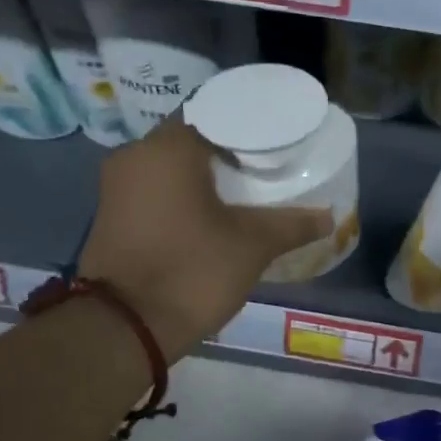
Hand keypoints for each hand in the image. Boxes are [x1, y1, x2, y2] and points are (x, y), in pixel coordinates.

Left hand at [76, 119, 331, 358]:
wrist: (125, 327)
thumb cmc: (192, 271)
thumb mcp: (252, 246)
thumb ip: (292, 224)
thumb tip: (329, 218)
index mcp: (167, 149)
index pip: (213, 113)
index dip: (247, 127)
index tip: (274, 142)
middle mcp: (135, 156)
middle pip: (190, 140)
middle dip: (227, 153)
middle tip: (265, 167)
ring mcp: (117, 187)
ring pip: (170, 167)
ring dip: (203, 176)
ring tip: (244, 192)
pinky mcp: (111, 215)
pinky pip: (155, 191)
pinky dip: (182, 196)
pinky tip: (211, 214)